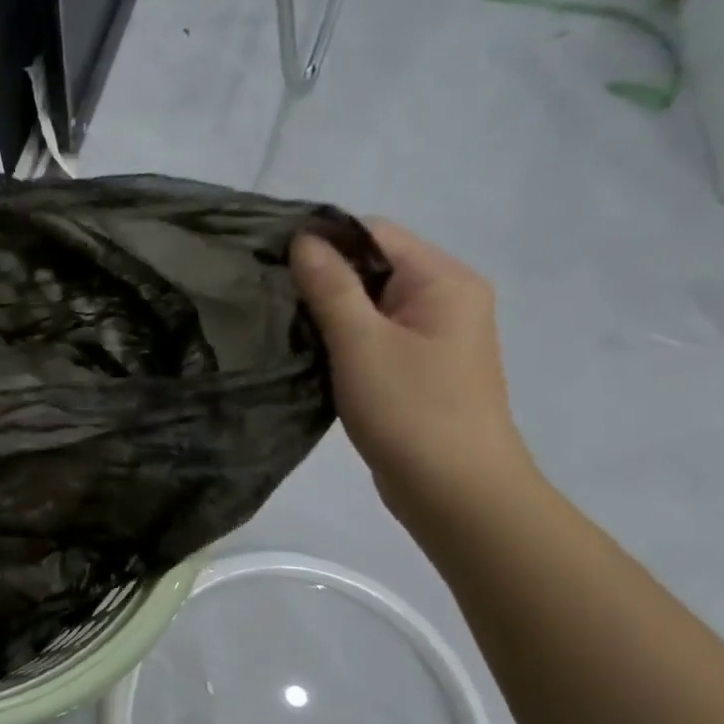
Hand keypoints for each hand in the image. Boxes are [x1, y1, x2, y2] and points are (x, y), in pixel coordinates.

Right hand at [291, 220, 534, 523]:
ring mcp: (435, 335)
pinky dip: (342, 339)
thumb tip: (303, 238)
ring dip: (328, 312)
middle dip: (321, 278)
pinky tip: (310, 354)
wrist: (454, 490)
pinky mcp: (418, 368)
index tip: (271, 263)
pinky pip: (374, 335)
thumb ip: (330, 287)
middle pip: (373, 266)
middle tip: (269, 298)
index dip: (323, 241)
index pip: (374, 233)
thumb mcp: (361, 343)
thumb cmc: (410, 410)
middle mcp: (446, 298)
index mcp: (443, 280)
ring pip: (370, 304)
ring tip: (282, 325)